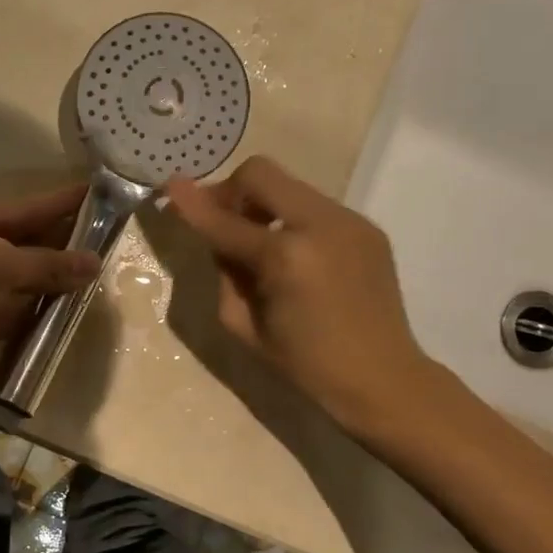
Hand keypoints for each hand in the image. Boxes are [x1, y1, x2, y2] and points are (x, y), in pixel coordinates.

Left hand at [0, 184, 100, 397]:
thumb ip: (43, 263)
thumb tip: (93, 263)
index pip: (21, 209)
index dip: (59, 202)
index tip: (97, 193)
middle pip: (25, 243)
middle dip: (63, 241)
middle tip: (110, 235)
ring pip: (25, 279)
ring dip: (57, 278)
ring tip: (102, 271)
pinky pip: (19, 312)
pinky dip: (44, 310)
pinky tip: (74, 306)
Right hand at [165, 156, 438, 435]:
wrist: (384, 379)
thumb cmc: (307, 365)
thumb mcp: (245, 326)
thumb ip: (225, 271)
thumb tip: (218, 236)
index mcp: (286, 257)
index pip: (225, 220)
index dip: (192, 203)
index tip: (168, 184)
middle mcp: (320, 225)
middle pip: (261, 174)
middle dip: (232, 192)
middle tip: (222, 222)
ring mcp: (349, 221)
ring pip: (289, 187)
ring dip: (263, 206)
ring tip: (261, 246)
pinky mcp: (367, 227)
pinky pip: (314, 207)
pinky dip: (292, 221)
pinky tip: (296, 257)